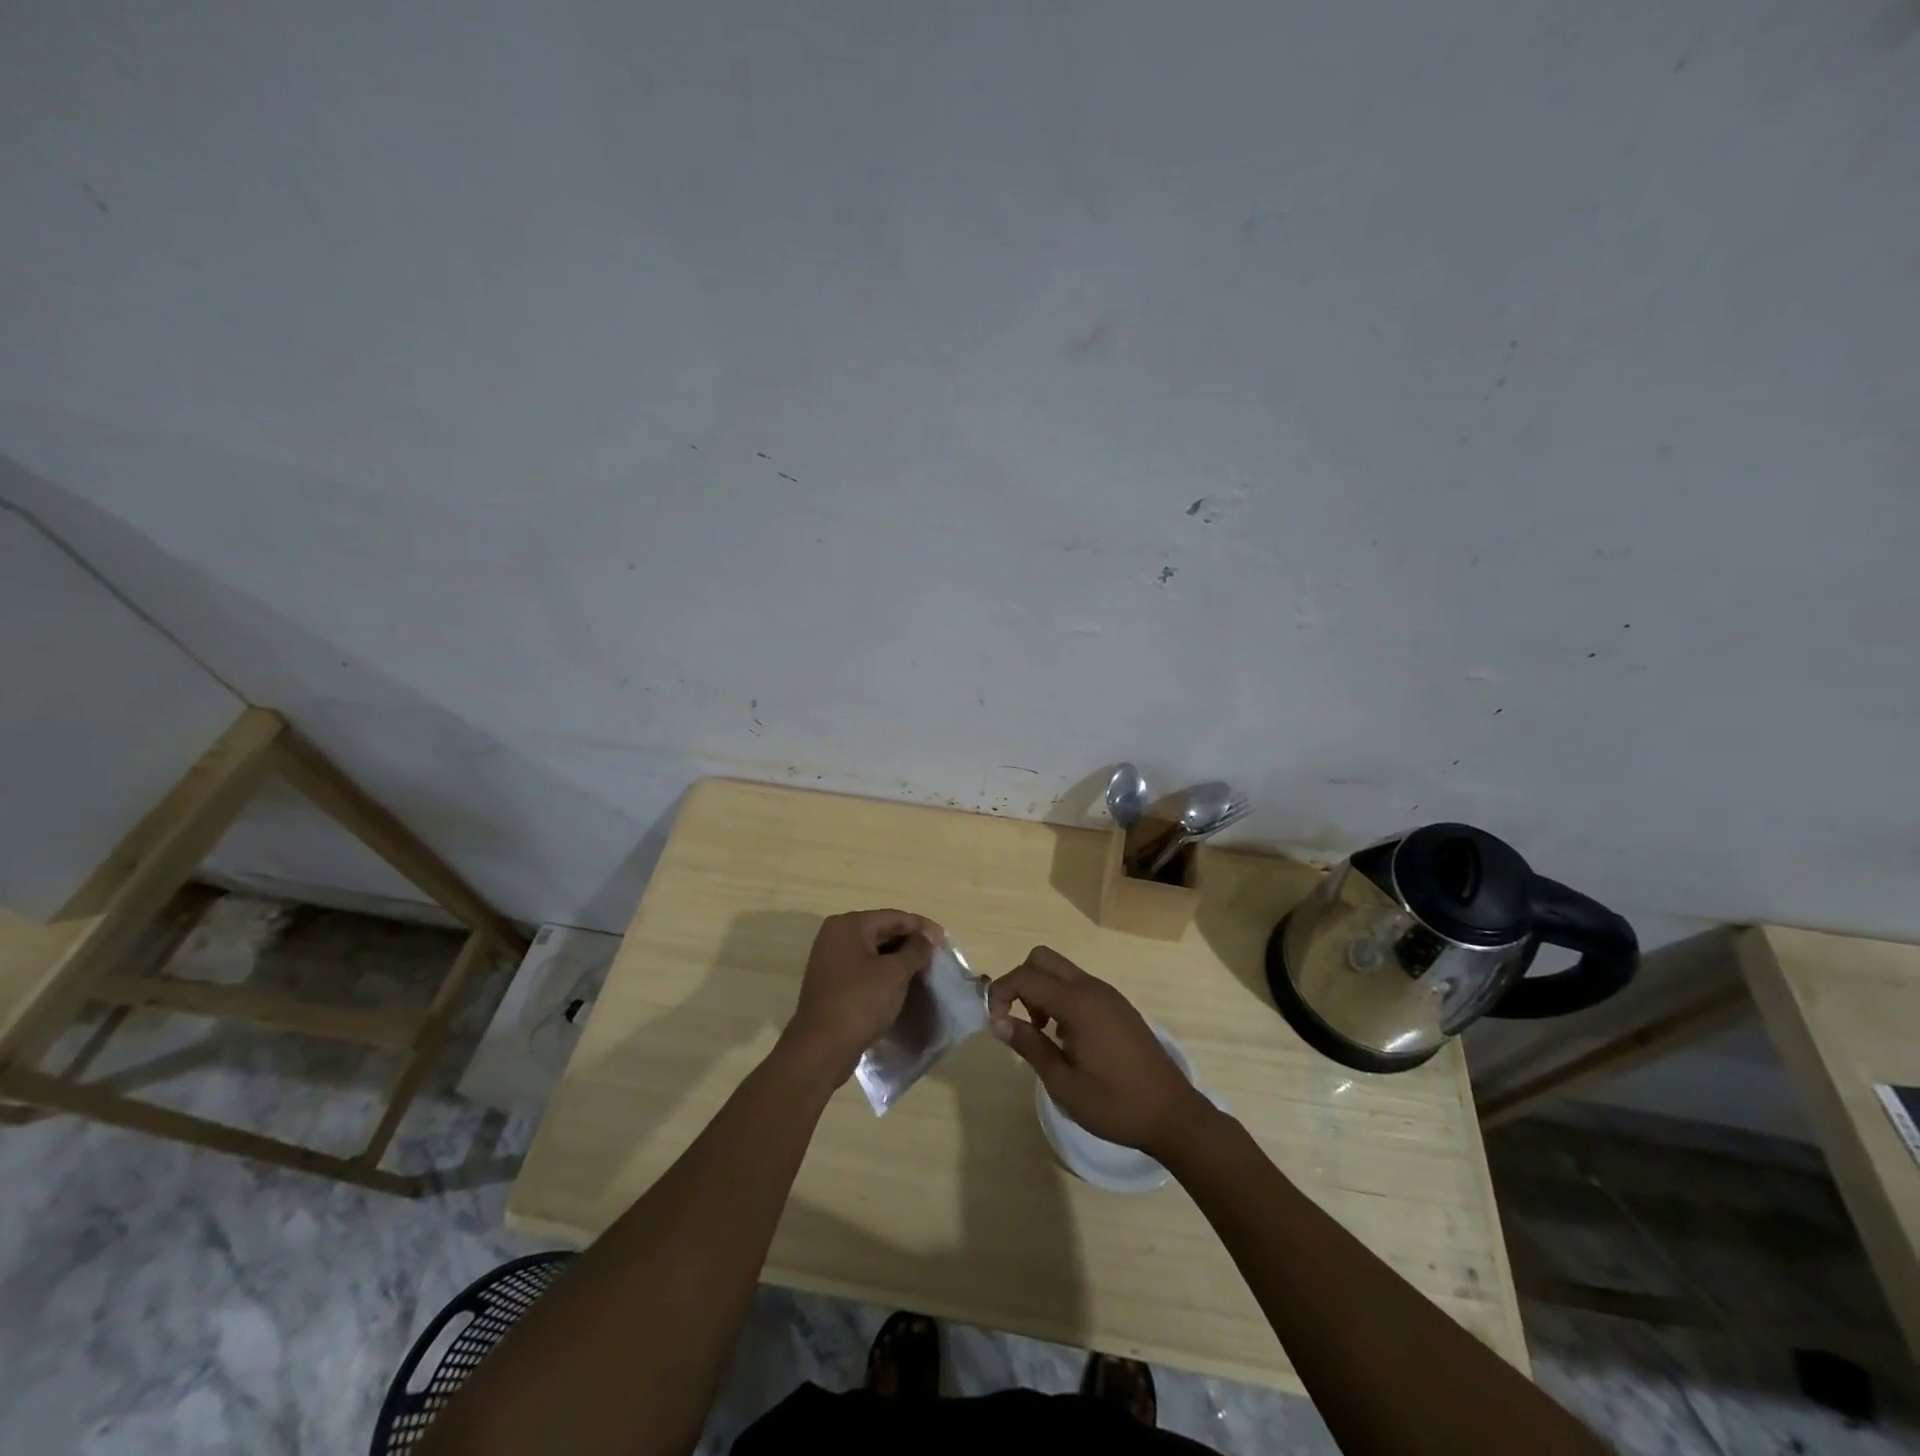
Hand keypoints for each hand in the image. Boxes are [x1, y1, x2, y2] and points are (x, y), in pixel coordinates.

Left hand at [781, 909, 938, 1083]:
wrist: (821, 1049)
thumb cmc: (860, 1002)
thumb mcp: (894, 974)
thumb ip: (916, 950)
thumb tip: (928, 936)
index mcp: (848, 925)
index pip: (893, 917)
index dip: (922, 927)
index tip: (945, 941)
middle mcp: (835, 936)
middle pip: (882, 931)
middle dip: (910, 943)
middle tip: (936, 956)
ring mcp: (830, 960)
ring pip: (873, 952)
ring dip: (898, 959)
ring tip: (923, 971)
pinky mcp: (831, 983)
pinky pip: (864, 969)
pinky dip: (883, 973)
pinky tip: (901, 985)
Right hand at [987, 946, 1212, 1158]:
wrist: (1173, 1114)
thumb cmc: (1114, 1104)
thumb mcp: (1063, 1083)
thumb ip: (1029, 1046)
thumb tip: (998, 1022)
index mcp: (1077, 1003)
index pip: (1026, 976)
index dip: (1001, 993)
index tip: (995, 1023)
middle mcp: (1092, 988)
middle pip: (1042, 959)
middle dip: (1020, 982)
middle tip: (1018, 1021)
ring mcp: (1108, 994)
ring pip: (1061, 970)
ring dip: (1041, 990)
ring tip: (1042, 1034)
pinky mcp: (1118, 1006)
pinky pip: (1079, 985)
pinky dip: (1060, 998)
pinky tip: (1066, 1038)